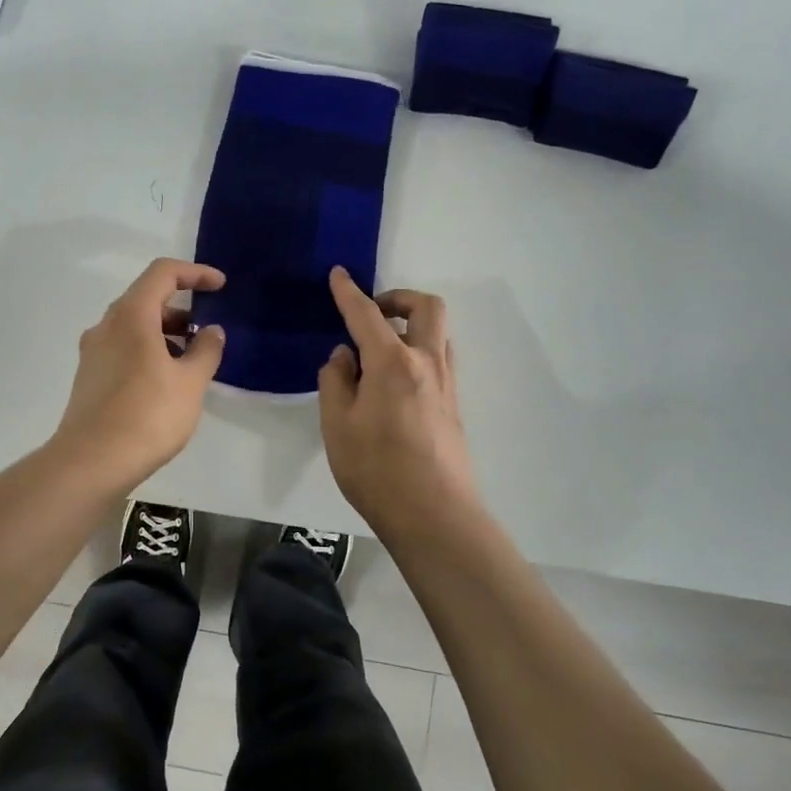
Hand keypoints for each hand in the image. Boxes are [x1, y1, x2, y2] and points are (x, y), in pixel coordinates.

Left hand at [52, 258, 226, 490]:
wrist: (91, 462)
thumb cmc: (148, 415)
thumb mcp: (190, 382)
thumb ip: (206, 350)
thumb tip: (212, 331)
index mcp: (132, 316)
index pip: (163, 273)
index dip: (195, 273)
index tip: (220, 286)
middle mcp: (107, 325)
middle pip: (146, 298)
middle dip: (181, 308)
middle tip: (207, 331)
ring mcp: (93, 351)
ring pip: (134, 326)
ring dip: (165, 333)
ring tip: (192, 361)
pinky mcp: (89, 376)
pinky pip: (123, 348)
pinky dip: (148, 350)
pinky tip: (166, 381)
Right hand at [318, 267, 482, 540]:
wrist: (435, 516)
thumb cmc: (376, 470)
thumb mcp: (337, 426)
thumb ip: (336, 382)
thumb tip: (345, 357)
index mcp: (393, 362)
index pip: (367, 314)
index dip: (349, 292)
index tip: (339, 274)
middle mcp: (427, 363)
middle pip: (426, 307)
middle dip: (398, 298)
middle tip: (372, 315)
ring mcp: (447, 384)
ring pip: (438, 333)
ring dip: (412, 325)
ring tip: (380, 350)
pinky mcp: (454, 405)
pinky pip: (440, 358)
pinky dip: (419, 350)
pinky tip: (395, 381)